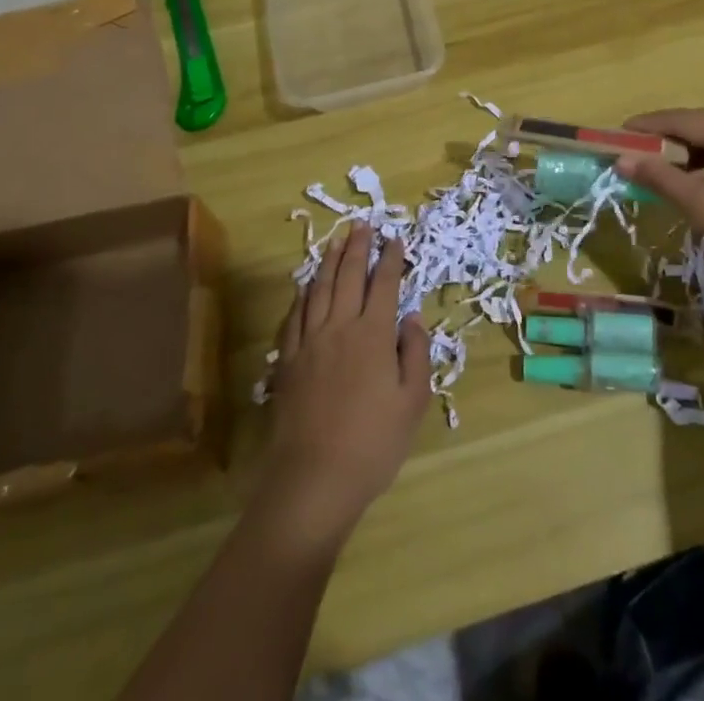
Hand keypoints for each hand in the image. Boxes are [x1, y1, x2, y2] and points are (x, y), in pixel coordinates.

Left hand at [254, 226, 431, 552]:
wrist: (314, 479)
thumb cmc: (373, 444)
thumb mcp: (412, 402)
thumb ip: (415, 353)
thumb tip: (411, 316)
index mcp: (373, 335)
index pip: (384, 285)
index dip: (390, 260)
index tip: (395, 239)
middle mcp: (340, 328)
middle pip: (348, 277)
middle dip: (357, 248)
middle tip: (363, 225)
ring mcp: (310, 342)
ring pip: (319, 290)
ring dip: (329, 261)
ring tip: (336, 241)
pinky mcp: (289, 361)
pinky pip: (295, 316)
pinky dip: (303, 294)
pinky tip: (306, 286)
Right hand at [616, 108, 703, 303]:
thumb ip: (664, 180)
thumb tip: (623, 161)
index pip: (687, 120)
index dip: (650, 125)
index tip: (618, 132)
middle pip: (703, 124)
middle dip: (666, 135)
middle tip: (632, 148)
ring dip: (686, 150)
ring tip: (655, 165)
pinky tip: (691, 181)